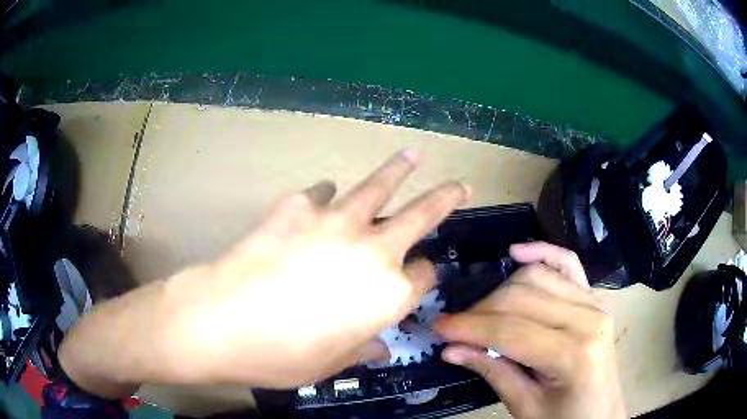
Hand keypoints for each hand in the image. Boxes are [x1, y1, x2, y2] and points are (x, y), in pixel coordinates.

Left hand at [58, 150, 469, 395]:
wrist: (220, 322)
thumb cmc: (279, 356)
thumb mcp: (328, 365)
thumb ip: (361, 350)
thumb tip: (379, 348)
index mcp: (388, 295)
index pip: (424, 276)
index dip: (424, 277)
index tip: (420, 277)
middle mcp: (373, 251)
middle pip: (422, 215)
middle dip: (445, 199)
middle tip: (460, 185)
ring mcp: (335, 222)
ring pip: (378, 187)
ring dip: (398, 170)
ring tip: (412, 155)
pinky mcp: (296, 207)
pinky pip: (321, 192)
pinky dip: (325, 195)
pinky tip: (321, 197)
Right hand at [434, 242, 625, 418]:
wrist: (600, 415)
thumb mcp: (525, 406)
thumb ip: (492, 372)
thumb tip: (450, 349)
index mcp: (573, 354)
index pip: (511, 330)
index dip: (470, 327)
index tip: (437, 328)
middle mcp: (588, 319)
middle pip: (523, 297)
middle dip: (481, 310)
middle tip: (455, 327)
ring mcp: (595, 303)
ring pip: (538, 277)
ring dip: (501, 289)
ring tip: (481, 311)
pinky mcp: (594, 298)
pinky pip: (568, 264)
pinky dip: (542, 252)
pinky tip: (517, 253)